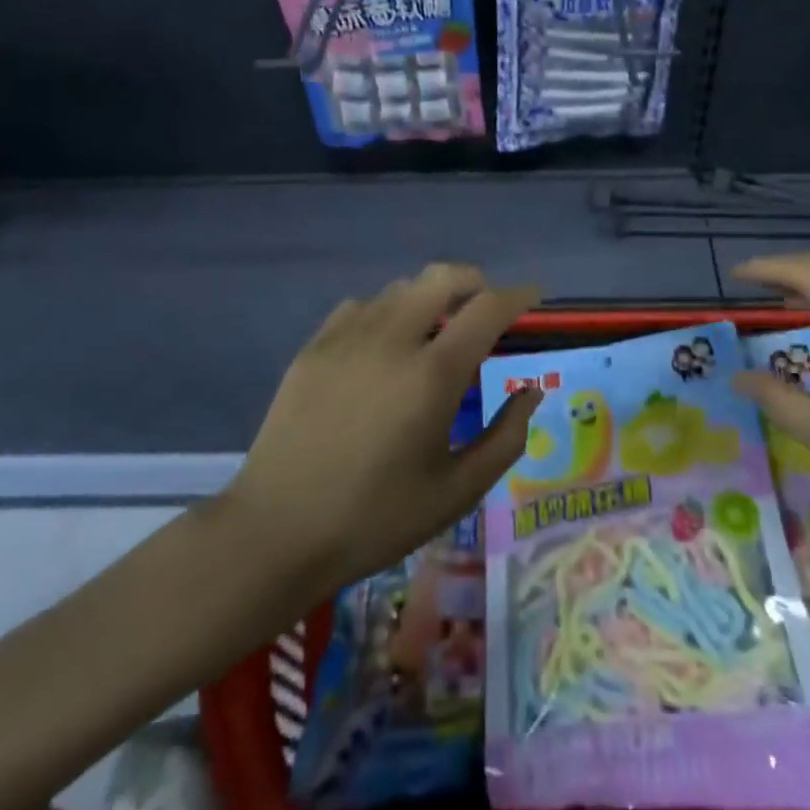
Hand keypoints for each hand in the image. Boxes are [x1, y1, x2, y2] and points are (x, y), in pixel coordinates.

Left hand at [228, 264, 542, 605]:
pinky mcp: (313, 348)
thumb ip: (506, 438)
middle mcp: (392, 340)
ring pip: (400, 289)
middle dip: (474, 280)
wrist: (277, 533)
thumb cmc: (376, 519)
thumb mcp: (457, 492)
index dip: (517, 295)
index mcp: (433, 375)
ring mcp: (347, 339)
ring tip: (435, 328)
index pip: (487, 308)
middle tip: (486, 305)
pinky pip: (360, 306)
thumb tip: (531, 393)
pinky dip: (385, 311)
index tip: (532, 296)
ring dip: (429, 296)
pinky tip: (383, 343)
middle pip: (442, 277)